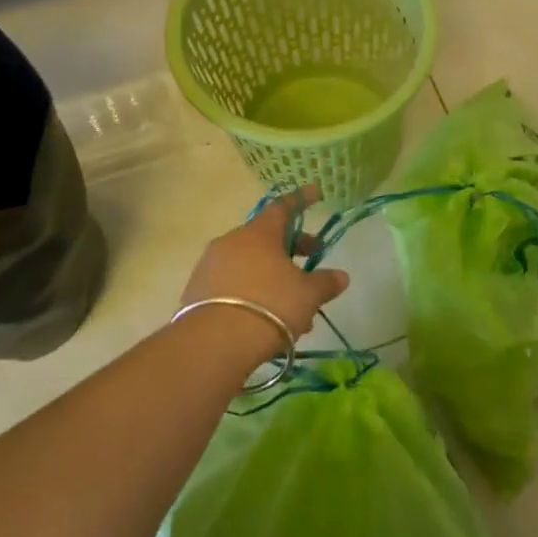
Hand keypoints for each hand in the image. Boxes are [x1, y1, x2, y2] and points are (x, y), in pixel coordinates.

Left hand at [180, 189, 349, 358]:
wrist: (214, 343)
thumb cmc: (270, 306)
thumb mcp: (307, 295)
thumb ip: (325, 283)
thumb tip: (341, 276)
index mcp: (258, 234)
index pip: (283, 207)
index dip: (301, 200)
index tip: (315, 193)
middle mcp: (231, 242)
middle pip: (266, 238)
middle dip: (292, 250)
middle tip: (312, 264)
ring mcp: (210, 266)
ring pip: (250, 266)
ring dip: (274, 279)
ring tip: (295, 309)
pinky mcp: (196, 292)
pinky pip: (233, 285)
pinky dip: (253, 294)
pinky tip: (268, 319)